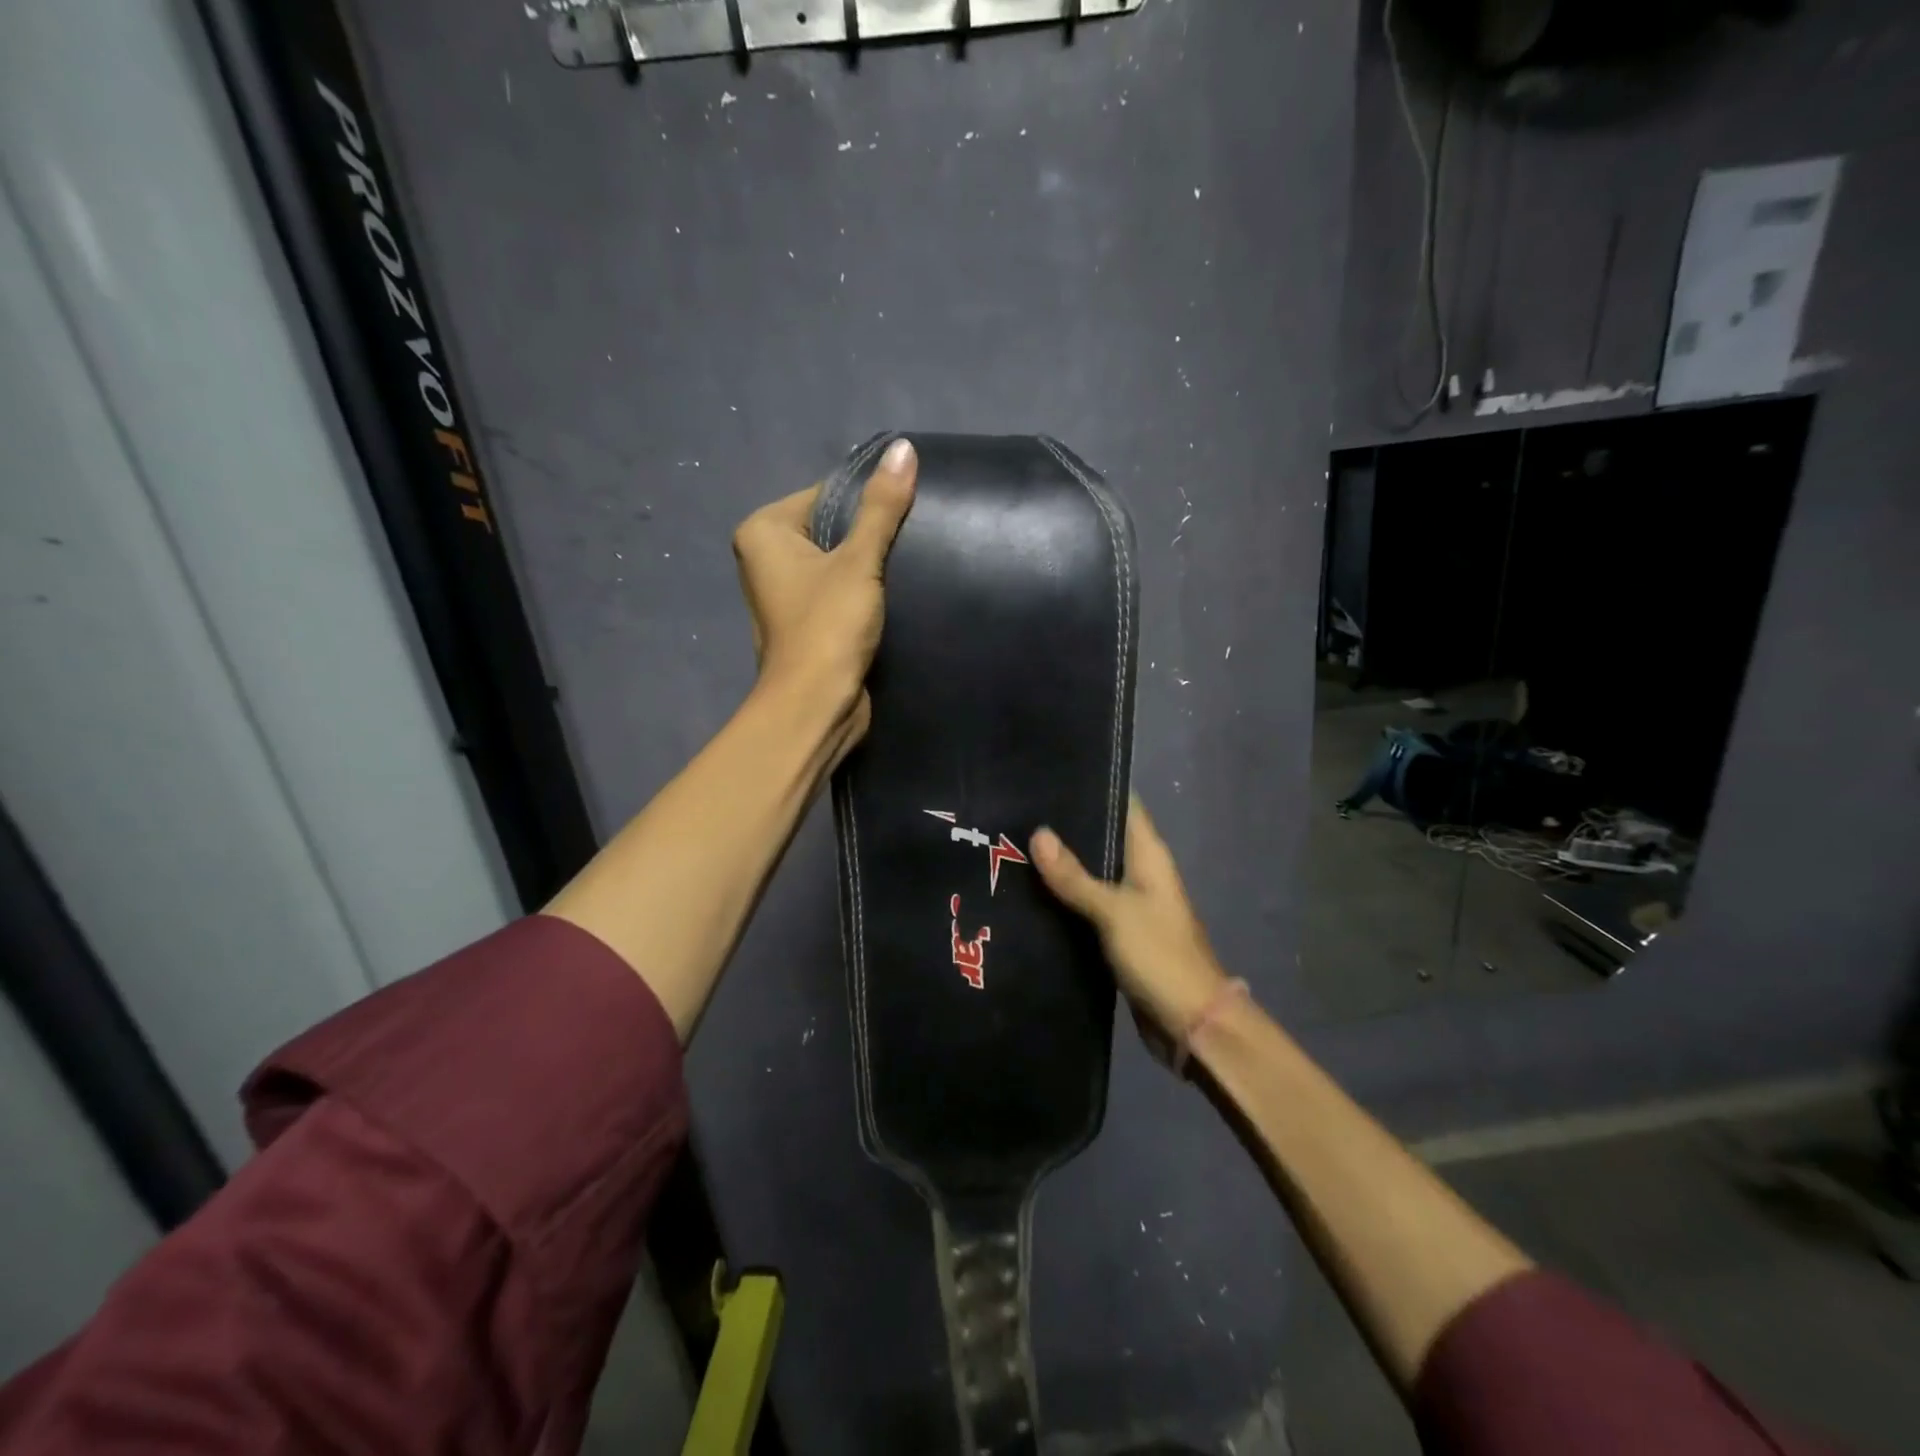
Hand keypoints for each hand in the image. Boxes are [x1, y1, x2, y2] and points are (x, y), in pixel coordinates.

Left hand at [732, 438, 916, 742]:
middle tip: (914, 535)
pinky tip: (895, 590)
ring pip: (837, 560)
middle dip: (869, 534)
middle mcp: (765, 556)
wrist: (817, 706)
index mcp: (763, 531)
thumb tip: (904, 448)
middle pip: (831, 527)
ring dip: (870, 564)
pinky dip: (863, 589)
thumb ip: (882, 507)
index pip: (825, 494)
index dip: (867, 501)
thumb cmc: (828, 627)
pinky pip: (838, 589)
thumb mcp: (858, 561)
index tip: (907, 507)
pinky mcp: (807, 620)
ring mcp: (785, 592)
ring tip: (910, 561)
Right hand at [1031, 796, 1229, 1041]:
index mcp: (1150, 856)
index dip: (1094, 786)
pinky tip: (1031, 892)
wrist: (1189, 1022)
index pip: (1124, 804)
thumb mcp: (1114, 911)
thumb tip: (1038, 833)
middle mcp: (1141, 873)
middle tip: (1018, 811)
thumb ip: (1075, 875)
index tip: (1051, 773)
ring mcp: (1131, 904)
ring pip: (1092, 872)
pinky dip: (1065, 898)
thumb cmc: (1158, 955)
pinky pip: (1088, 905)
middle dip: (1066, 827)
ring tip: (1014, 844)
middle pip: (1103, 837)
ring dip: (1062, 864)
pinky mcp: (1120, 933)